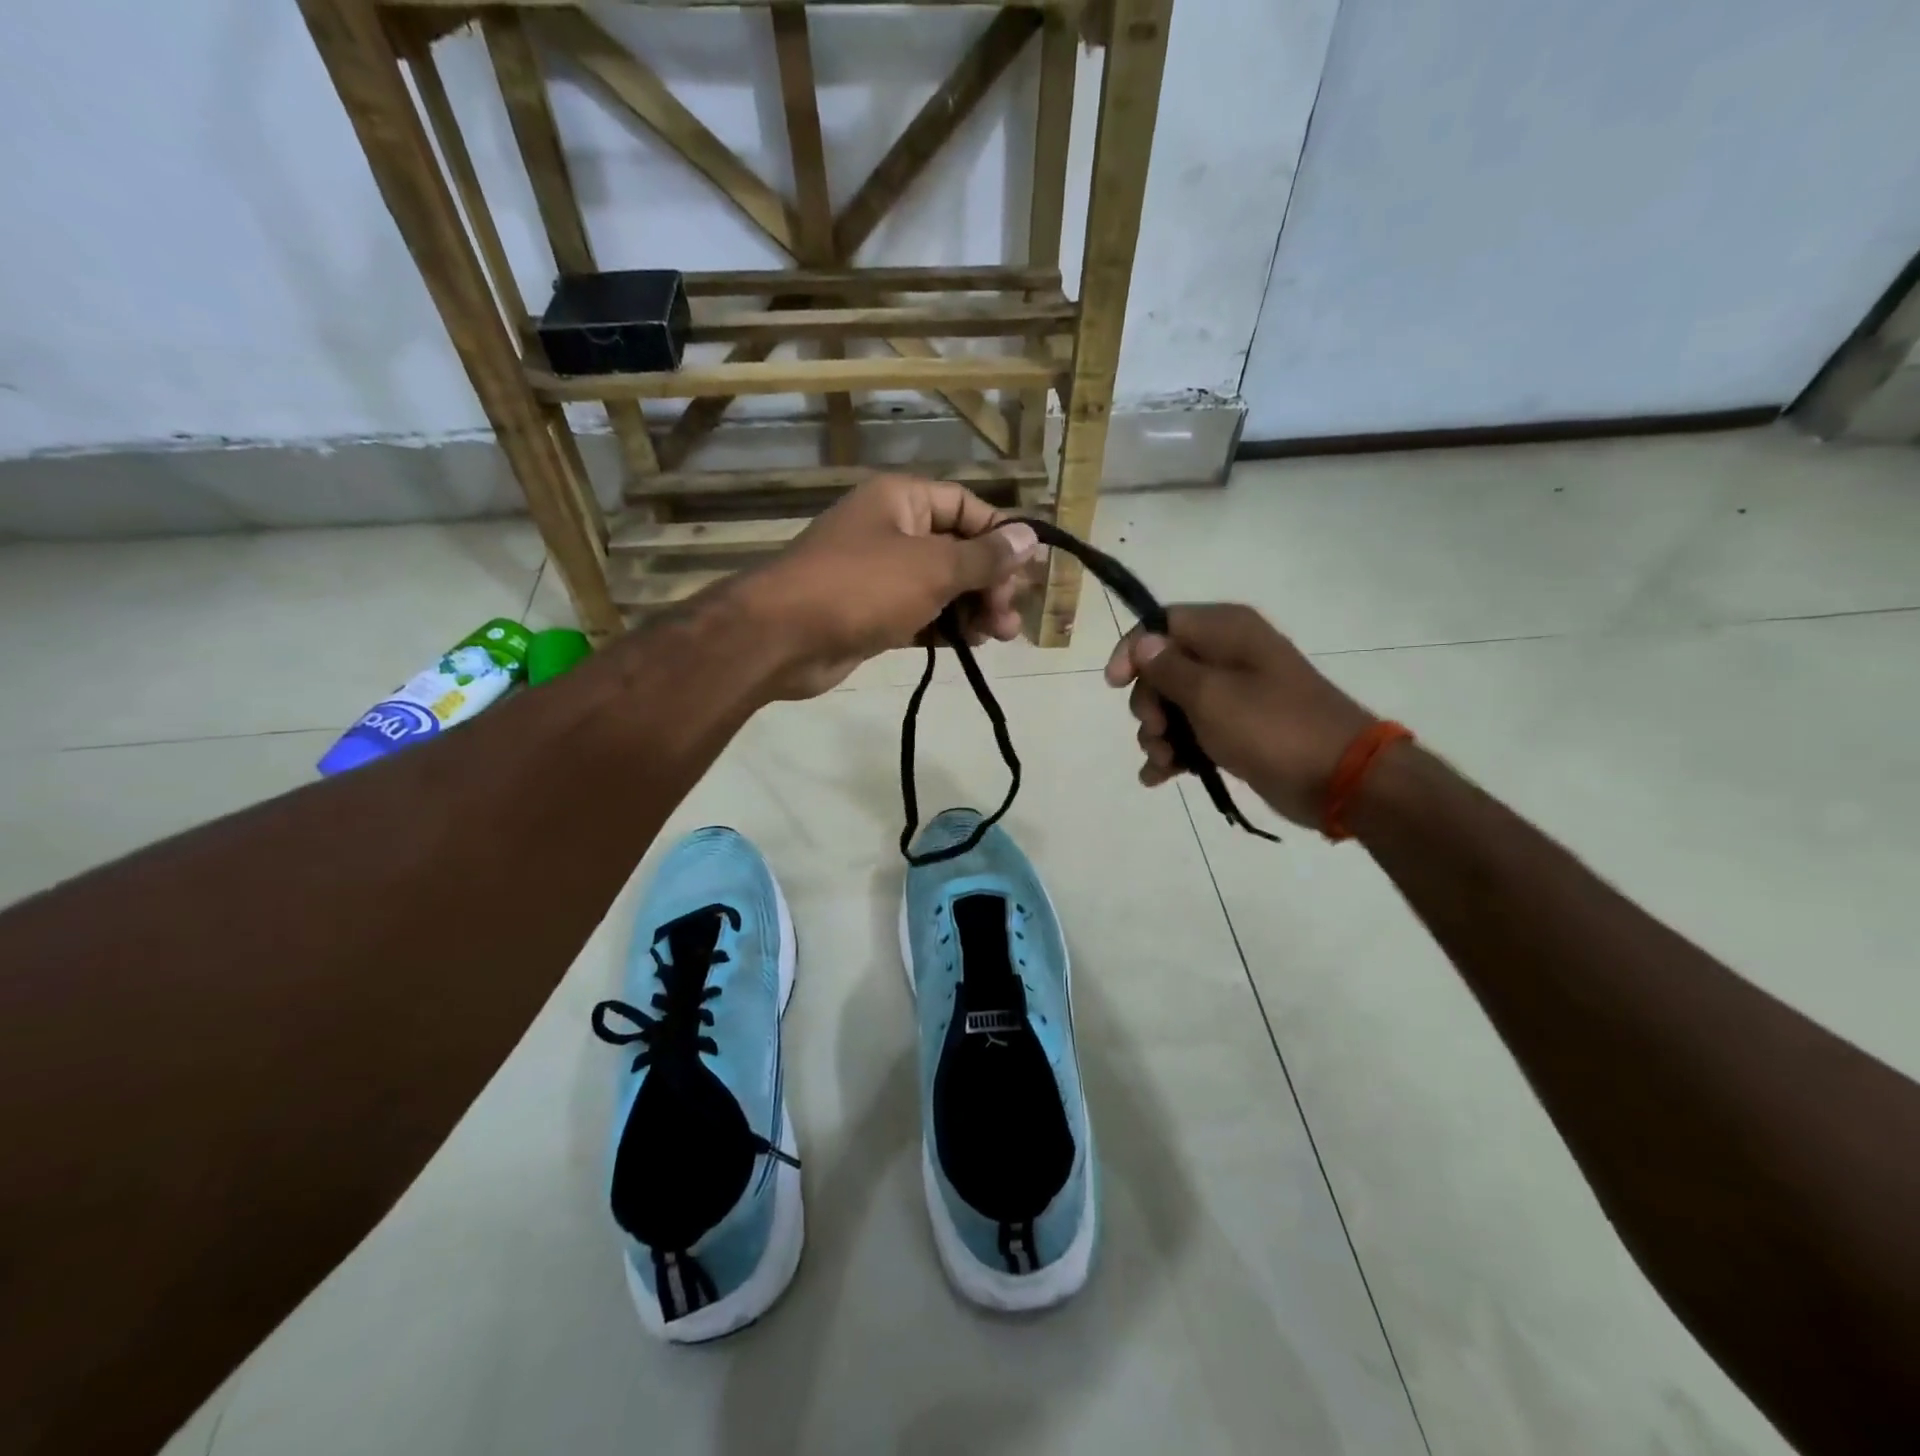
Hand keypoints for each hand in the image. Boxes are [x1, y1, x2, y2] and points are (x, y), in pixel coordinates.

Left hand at [740, 474, 1039, 697]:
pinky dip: (945, 626)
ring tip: (998, 636)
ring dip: (972, 608)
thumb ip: (985, 556)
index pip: (966, 507)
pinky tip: (968, 644)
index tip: (1027, 573)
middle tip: (1011, 618)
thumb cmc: (862, 588)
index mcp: (902, 500)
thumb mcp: (932, 568)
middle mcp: (891, 530)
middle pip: (956, 549)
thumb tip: (1030, 537)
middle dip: (990, 582)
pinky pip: (920, 613)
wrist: (782, 639)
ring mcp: (879, 575)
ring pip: (940, 586)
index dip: (1000, 536)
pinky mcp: (871, 614)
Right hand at [1103, 603, 1375, 826]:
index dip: (1132, 650)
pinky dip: (1174, 754)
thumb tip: (1143, 643)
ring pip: (1174, 706)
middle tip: (1156, 732)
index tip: (1115, 684)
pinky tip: (1159, 778)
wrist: (1339, 779)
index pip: (1161, 623)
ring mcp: (1234, 696)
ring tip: (1165, 762)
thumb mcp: (1210, 694)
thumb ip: (1168, 668)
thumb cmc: (1270, 726)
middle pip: (1162, 669)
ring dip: (1158, 735)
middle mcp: (1228, 657)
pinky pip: (1192, 735)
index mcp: (1226, 631)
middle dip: (1148, 704)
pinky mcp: (1237, 731)